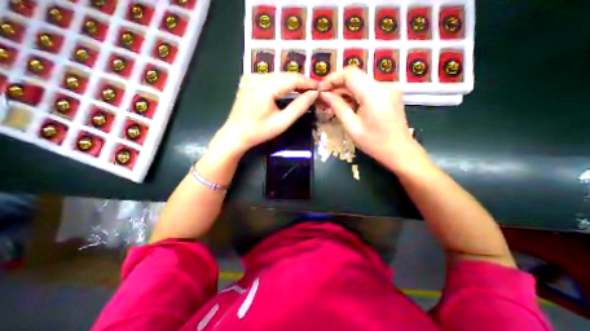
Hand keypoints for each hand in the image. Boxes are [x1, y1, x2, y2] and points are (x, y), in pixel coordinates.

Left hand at [215, 73, 317, 156]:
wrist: (235, 134)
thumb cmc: (259, 132)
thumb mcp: (282, 122)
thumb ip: (299, 107)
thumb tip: (313, 94)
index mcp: (265, 88)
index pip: (292, 79)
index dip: (308, 82)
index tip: (319, 88)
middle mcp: (257, 78)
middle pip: (285, 74)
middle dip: (301, 81)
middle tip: (312, 90)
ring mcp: (251, 77)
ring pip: (278, 75)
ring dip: (292, 81)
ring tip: (303, 90)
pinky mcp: (248, 80)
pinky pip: (270, 77)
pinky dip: (281, 82)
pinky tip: (287, 90)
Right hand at [320, 66, 416, 164]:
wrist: (400, 151)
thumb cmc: (374, 143)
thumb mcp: (352, 127)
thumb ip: (338, 107)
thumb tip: (324, 95)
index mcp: (374, 94)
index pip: (350, 74)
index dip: (333, 78)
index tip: (321, 89)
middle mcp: (383, 86)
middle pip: (355, 77)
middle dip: (337, 86)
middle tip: (324, 99)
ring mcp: (388, 89)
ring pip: (360, 83)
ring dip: (345, 92)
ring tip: (333, 104)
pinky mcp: (389, 94)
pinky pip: (368, 89)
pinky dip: (355, 95)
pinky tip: (347, 106)